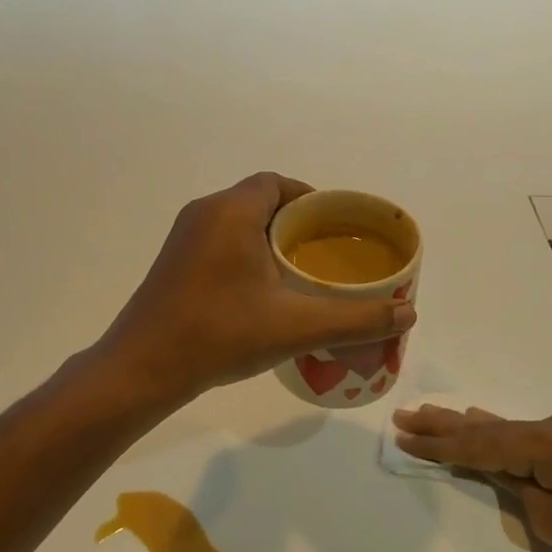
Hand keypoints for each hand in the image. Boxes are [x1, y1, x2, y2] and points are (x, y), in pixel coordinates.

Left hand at [100, 173, 417, 401]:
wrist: (142, 367)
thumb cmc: (219, 334)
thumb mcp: (295, 326)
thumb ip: (355, 318)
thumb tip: (409, 312)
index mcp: (231, 211)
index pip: (277, 183)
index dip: (310, 198)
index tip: (336, 227)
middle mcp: (204, 212)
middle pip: (259, 200)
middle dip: (295, 222)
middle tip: (326, 253)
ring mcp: (183, 237)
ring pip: (238, 222)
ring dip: (269, 238)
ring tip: (301, 273)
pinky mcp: (173, 261)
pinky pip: (219, 240)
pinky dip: (246, 252)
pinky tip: (263, 291)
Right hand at [393, 406, 551, 551]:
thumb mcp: (550, 519)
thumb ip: (518, 490)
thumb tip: (507, 473)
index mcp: (534, 444)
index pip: (474, 445)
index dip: (436, 444)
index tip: (403, 436)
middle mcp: (543, 428)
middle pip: (481, 427)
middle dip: (441, 424)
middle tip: (404, 415)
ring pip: (499, 426)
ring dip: (463, 423)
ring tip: (430, 412)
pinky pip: (519, 431)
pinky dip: (493, 428)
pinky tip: (480, 417)